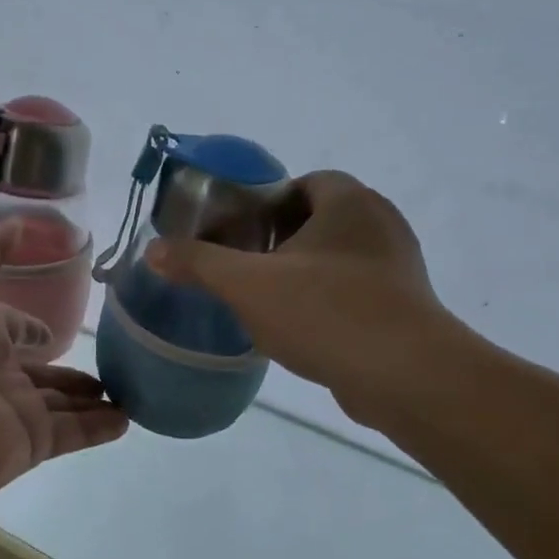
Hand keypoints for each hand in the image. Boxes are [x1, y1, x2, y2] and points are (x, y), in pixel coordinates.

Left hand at [0, 222, 125, 538]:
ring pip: (61, 402)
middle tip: (116, 359)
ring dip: (93, 396)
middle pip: (40, 370)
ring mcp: (9, 410)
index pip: (12, 328)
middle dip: (71, 367)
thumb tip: (23, 225)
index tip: (63, 324)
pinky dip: (100, 428)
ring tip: (134, 387)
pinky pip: (73, 434)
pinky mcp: (27, 445)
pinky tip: (129, 418)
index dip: (33, 327)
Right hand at [147, 171, 480, 427]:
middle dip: (282, 239)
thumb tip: (152, 249)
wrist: (406, 376)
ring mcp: (399, 265)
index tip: (241, 232)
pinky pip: (357, 289)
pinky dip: (329, 300)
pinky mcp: (406, 305)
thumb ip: (198, 262)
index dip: (268, 203)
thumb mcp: (248, 285)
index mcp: (349, 201)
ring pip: (339, 256)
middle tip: (248, 266)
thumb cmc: (326, 311)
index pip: (304, 182)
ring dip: (305, 272)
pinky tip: (304, 329)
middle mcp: (380, 223)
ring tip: (269, 300)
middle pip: (320, 218)